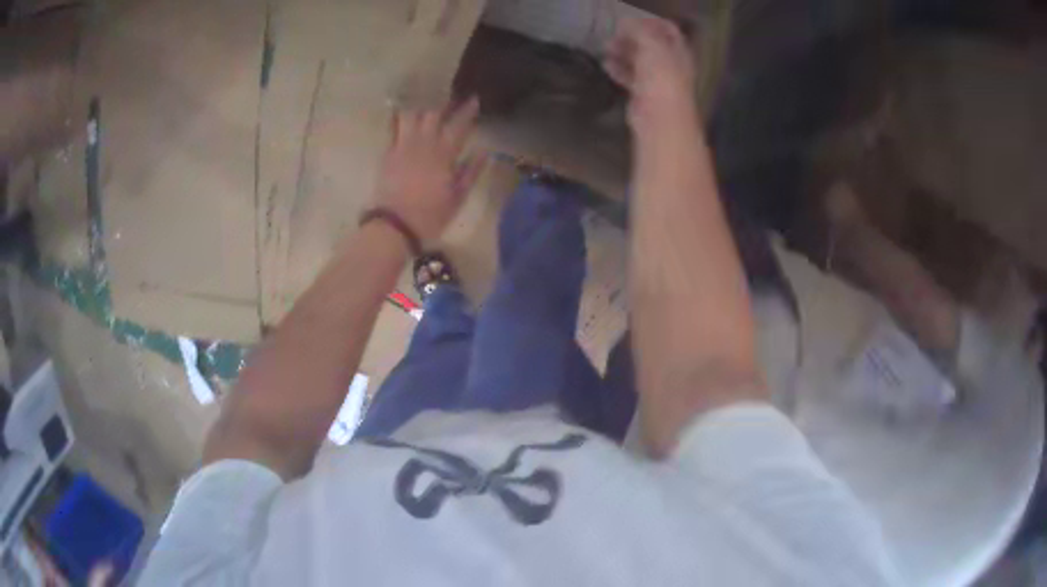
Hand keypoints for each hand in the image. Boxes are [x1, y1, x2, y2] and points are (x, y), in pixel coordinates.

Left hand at [374, 97, 485, 241]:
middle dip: (443, 102)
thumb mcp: (457, 198)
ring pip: (410, 116)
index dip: (467, 111)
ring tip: (424, 98)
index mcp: (443, 154)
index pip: (458, 125)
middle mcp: (423, 144)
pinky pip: (392, 128)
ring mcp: (402, 146)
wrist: (393, 226)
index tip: (474, 99)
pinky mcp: (387, 153)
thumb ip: (471, 172)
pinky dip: (398, 117)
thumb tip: (484, 152)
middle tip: (449, 96)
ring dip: (419, 105)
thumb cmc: (430, 215)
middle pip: (433, 114)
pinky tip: (401, 110)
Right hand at [603, 18, 696, 130]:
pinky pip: (631, 77)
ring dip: (623, 52)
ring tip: (606, 48)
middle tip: (614, 34)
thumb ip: (640, 31)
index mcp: (679, 52)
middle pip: (652, 45)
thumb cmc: (661, 79)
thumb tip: (627, 23)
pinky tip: (606, 65)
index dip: (650, 22)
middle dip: (633, 37)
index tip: (629, 21)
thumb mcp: (652, 47)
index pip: (669, 30)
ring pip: (640, 61)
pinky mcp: (645, 95)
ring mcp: (658, 81)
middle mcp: (671, 65)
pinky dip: (619, 70)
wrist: (660, 119)